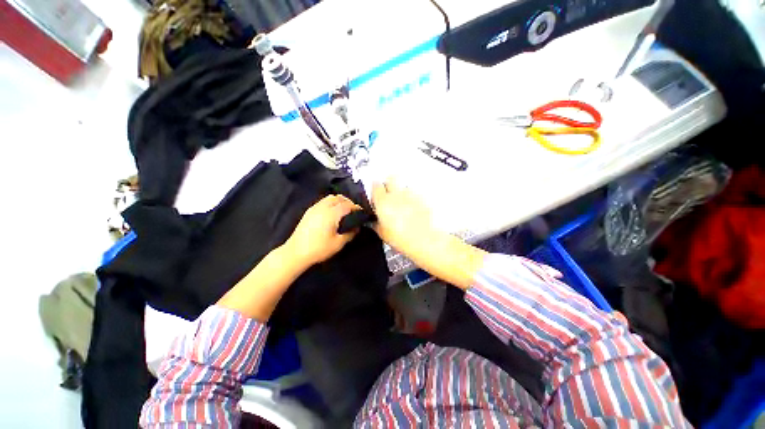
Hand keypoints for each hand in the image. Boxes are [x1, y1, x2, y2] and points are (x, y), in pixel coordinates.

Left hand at [284, 195, 359, 266]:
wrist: (296, 252)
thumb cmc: (319, 249)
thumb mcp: (338, 244)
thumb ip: (350, 234)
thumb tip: (357, 227)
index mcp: (331, 214)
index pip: (347, 205)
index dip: (356, 207)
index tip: (362, 212)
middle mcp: (323, 207)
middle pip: (338, 198)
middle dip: (348, 202)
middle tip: (353, 211)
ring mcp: (314, 208)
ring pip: (329, 198)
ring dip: (339, 201)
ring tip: (343, 211)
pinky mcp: (309, 212)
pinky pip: (323, 202)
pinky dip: (331, 203)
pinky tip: (332, 214)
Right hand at [371, 179, 436, 255]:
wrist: (424, 240)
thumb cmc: (402, 238)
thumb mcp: (382, 233)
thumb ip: (375, 223)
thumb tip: (373, 221)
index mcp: (383, 201)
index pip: (375, 185)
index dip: (375, 189)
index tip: (376, 195)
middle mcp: (397, 194)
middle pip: (391, 178)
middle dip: (389, 183)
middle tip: (389, 194)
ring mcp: (411, 195)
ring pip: (404, 186)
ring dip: (402, 191)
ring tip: (402, 204)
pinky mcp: (423, 199)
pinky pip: (415, 194)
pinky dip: (413, 199)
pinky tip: (413, 209)